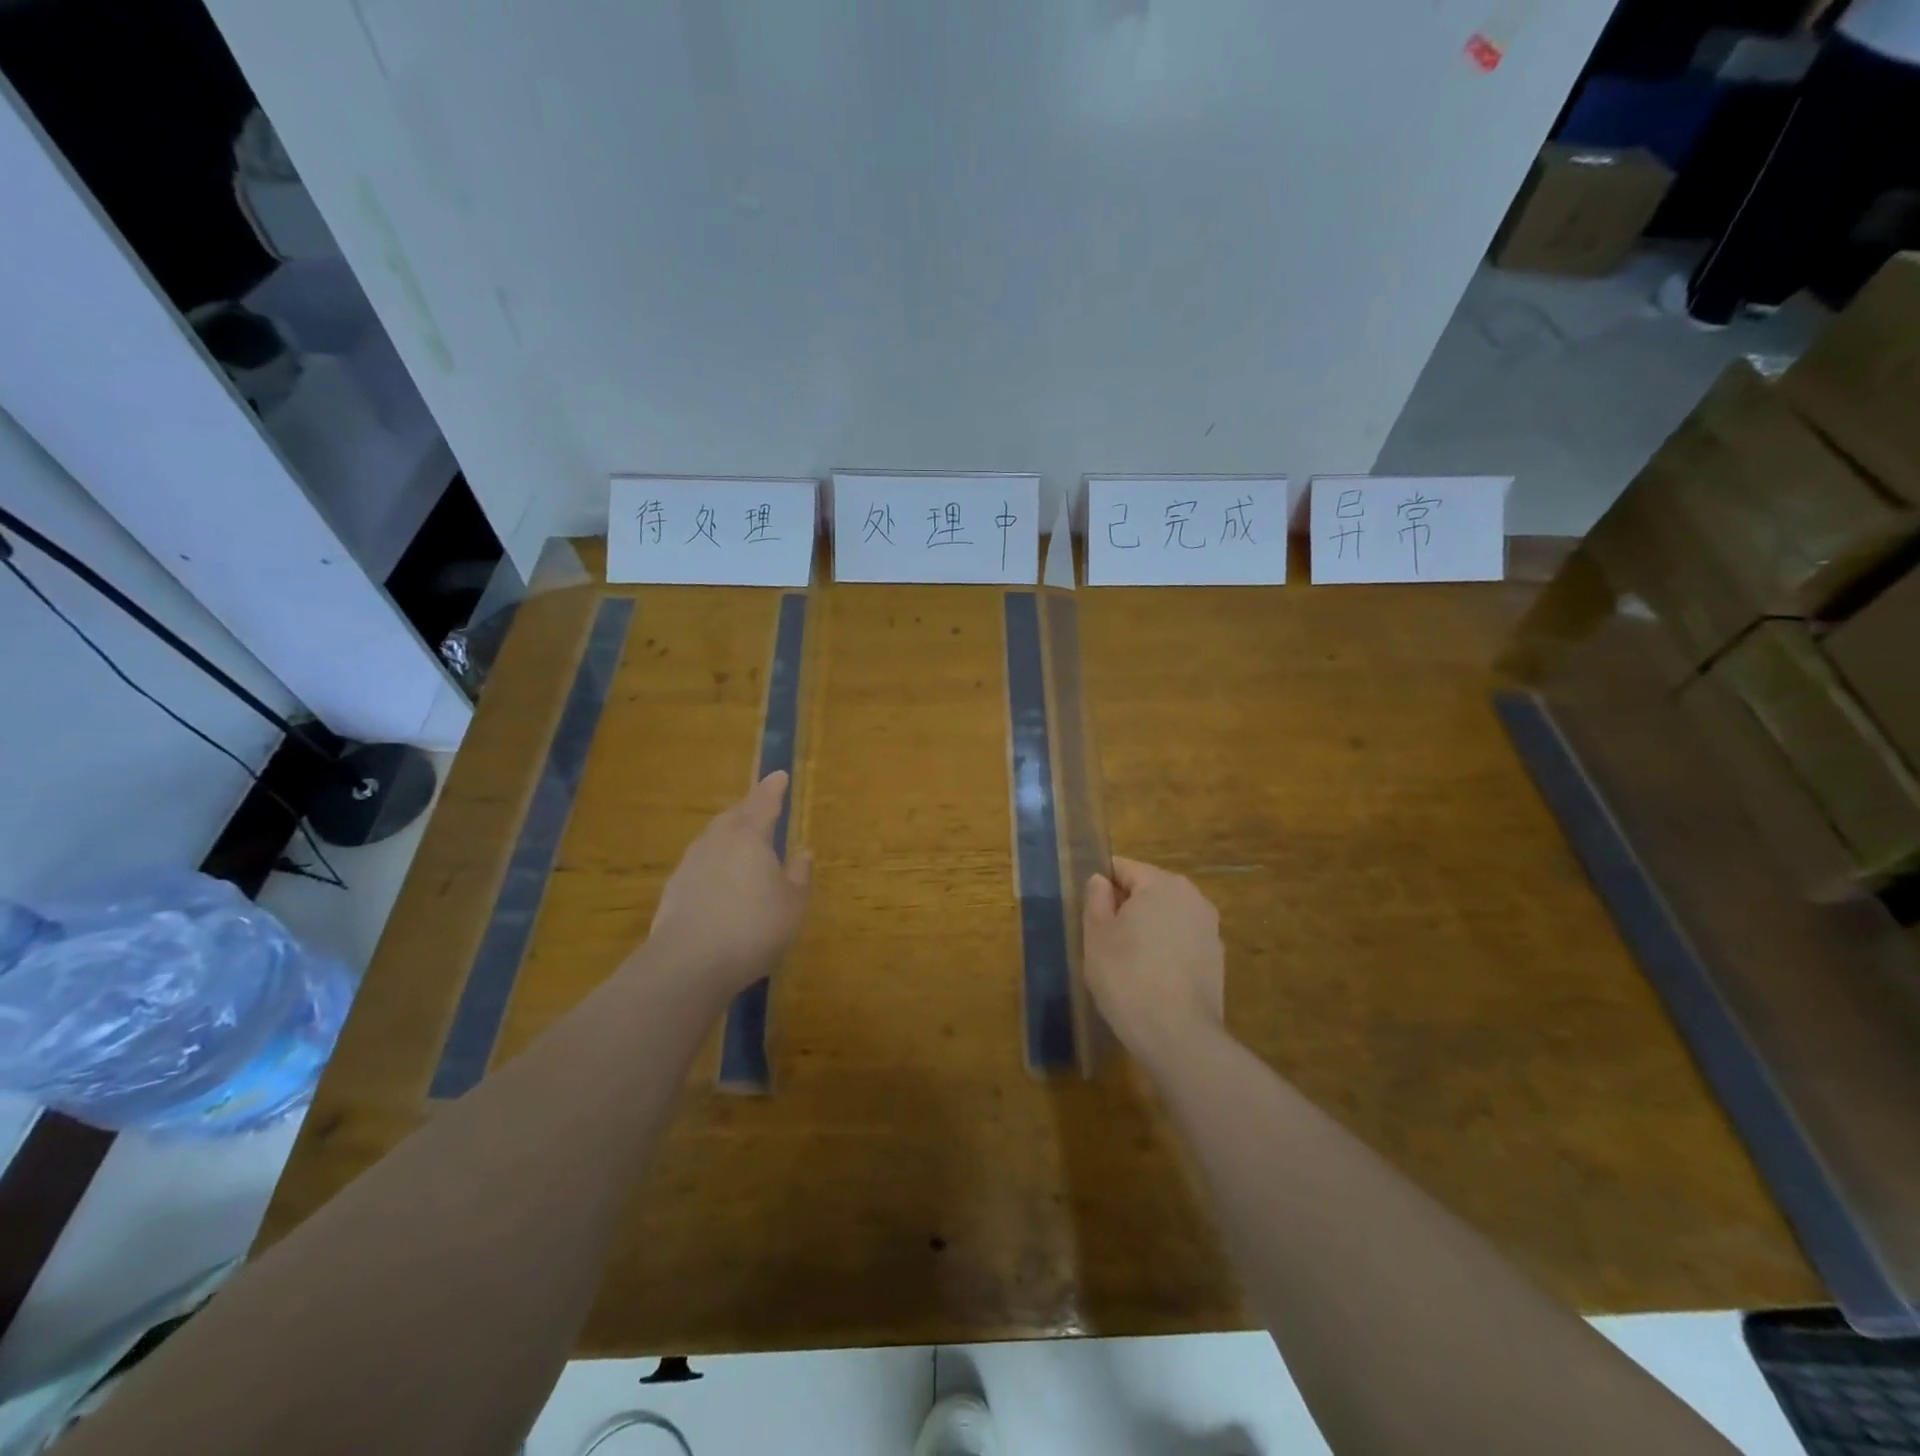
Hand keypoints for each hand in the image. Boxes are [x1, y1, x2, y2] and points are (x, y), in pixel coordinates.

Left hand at [646, 772, 812, 999]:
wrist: (688, 963)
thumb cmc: (753, 927)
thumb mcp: (792, 904)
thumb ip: (799, 875)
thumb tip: (803, 851)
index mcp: (750, 836)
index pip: (764, 801)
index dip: (773, 788)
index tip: (780, 775)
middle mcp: (717, 840)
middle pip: (734, 816)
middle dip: (749, 811)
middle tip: (762, 812)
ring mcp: (690, 863)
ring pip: (713, 839)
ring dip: (729, 838)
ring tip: (743, 849)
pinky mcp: (673, 889)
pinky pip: (700, 865)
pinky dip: (714, 865)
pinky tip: (720, 884)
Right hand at [1084, 856, 1224, 1067]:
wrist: (1178, 1037)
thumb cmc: (1127, 977)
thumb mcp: (1096, 936)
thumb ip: (1096, 899)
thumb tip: (1101, 881)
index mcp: (1162, 883)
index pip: (1123, 868)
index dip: (1101, 886)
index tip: (1087, 912)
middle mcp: (1193, 897)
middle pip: (1148, 890)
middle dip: (1126, 908)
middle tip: (1103, 940)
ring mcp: (1210, 929)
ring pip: (1167, 917)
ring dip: (1147, 930)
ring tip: (1126, 962)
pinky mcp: (1217, 959)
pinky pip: (1182, 942)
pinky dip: (1166, 951)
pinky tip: (1151, 979)